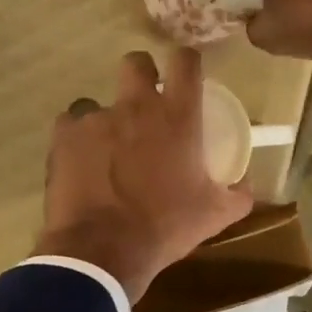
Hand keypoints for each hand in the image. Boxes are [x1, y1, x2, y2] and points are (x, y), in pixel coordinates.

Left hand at [36, 48, 252, 301]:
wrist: (103, 250)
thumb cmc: (165, 227)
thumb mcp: (214, 215)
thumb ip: (237, 195)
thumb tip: (247, 185)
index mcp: (177, 116)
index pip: (186, 62)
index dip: (187, 61)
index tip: (186, 74)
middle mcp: (136, 106)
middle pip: (136, 63)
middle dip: (142, 75)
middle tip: (145, 103)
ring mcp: (96, 118)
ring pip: (98, 101)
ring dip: (106, 119)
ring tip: (107, 149)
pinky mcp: (64, 136)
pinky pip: (70, 125)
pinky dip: (76, 139)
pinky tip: (81, 163)